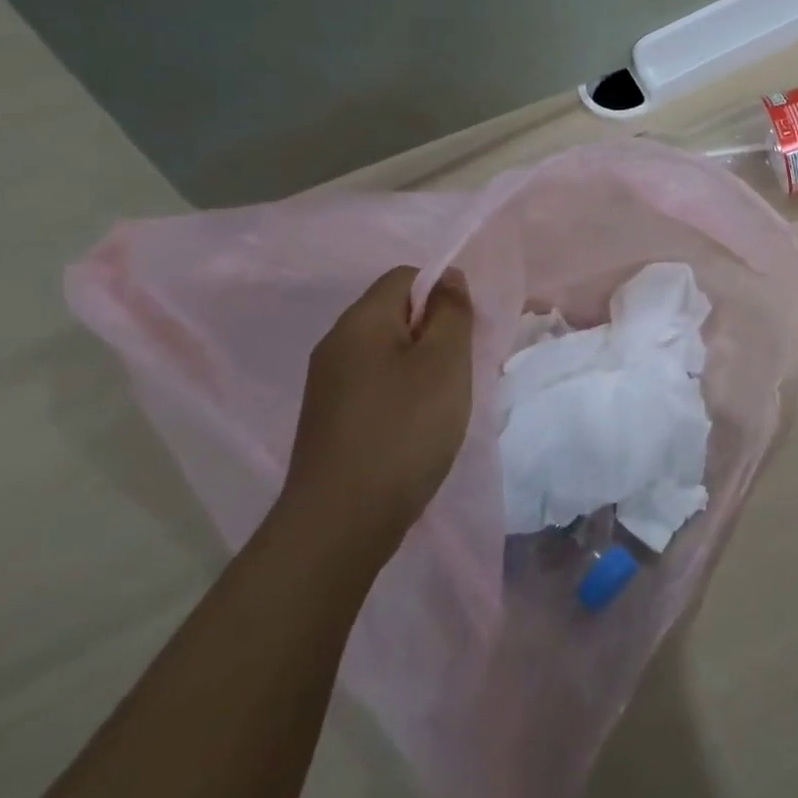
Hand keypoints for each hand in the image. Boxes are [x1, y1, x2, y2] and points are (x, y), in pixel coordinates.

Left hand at [282, 266, 473, 555]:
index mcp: (360, 321)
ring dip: (424, 366)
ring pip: (388, 353)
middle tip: (463, 367)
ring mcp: (329, 385)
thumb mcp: (444, 363)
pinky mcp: (331, 420)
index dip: (443, 292)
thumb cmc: (403, 429)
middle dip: (436, 332)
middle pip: (396, 313)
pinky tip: (420, 426)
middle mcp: (336, 344)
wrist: (341, 521)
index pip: (406, 276)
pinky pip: (377, 385)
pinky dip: (404, 394)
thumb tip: (448, 278)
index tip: (467, 330)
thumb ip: (451, 312)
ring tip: (446, 401)